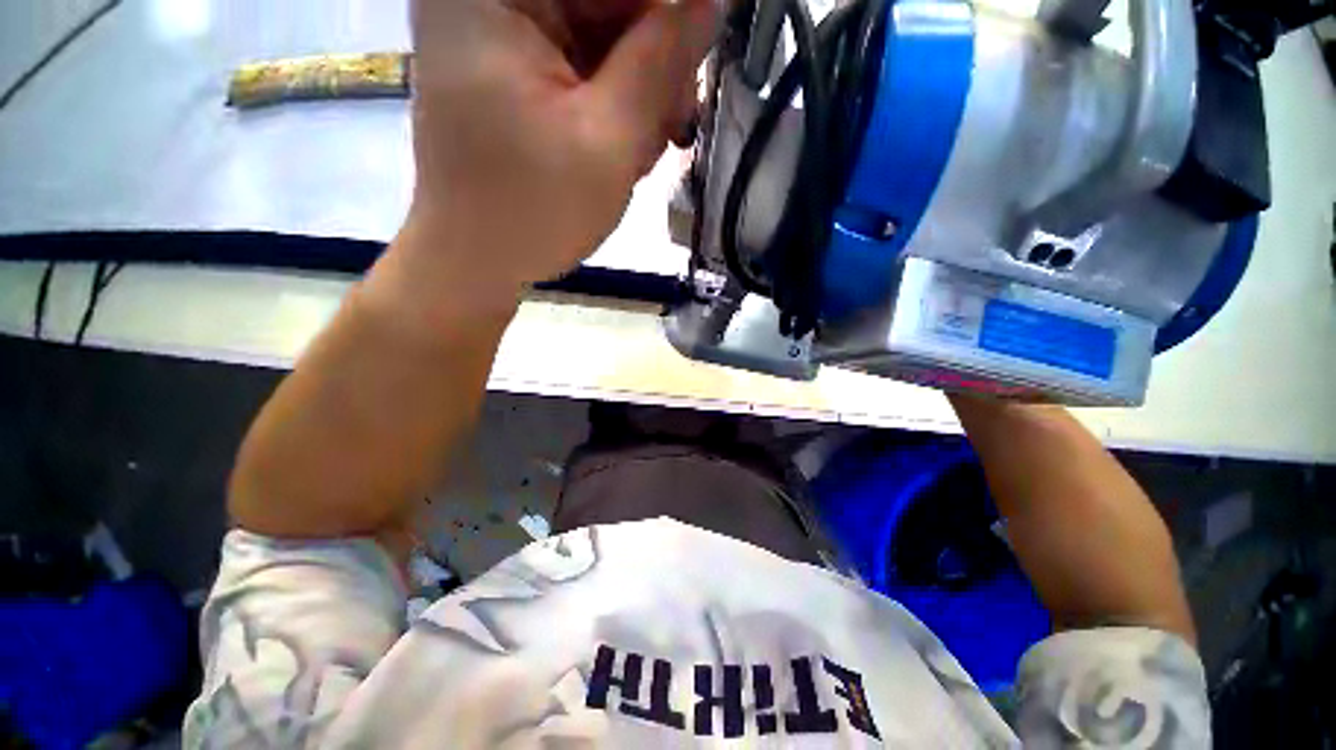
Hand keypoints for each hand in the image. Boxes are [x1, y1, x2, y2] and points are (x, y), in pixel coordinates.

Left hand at [391, 0, 717, 312]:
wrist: (477, 261)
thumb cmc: (532, 212)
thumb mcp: (608, 141)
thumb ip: (662, 63)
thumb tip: (710, 3)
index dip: (666, 11)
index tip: (698, 52)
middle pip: (609, 1)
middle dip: (654, 57)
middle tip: (676, 121)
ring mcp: (500, 29)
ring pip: (604, 32)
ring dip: (639, 88)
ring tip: (643, 149)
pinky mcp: (514, 66)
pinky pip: (586, 62)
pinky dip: (615, 101)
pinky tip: (623, 146)